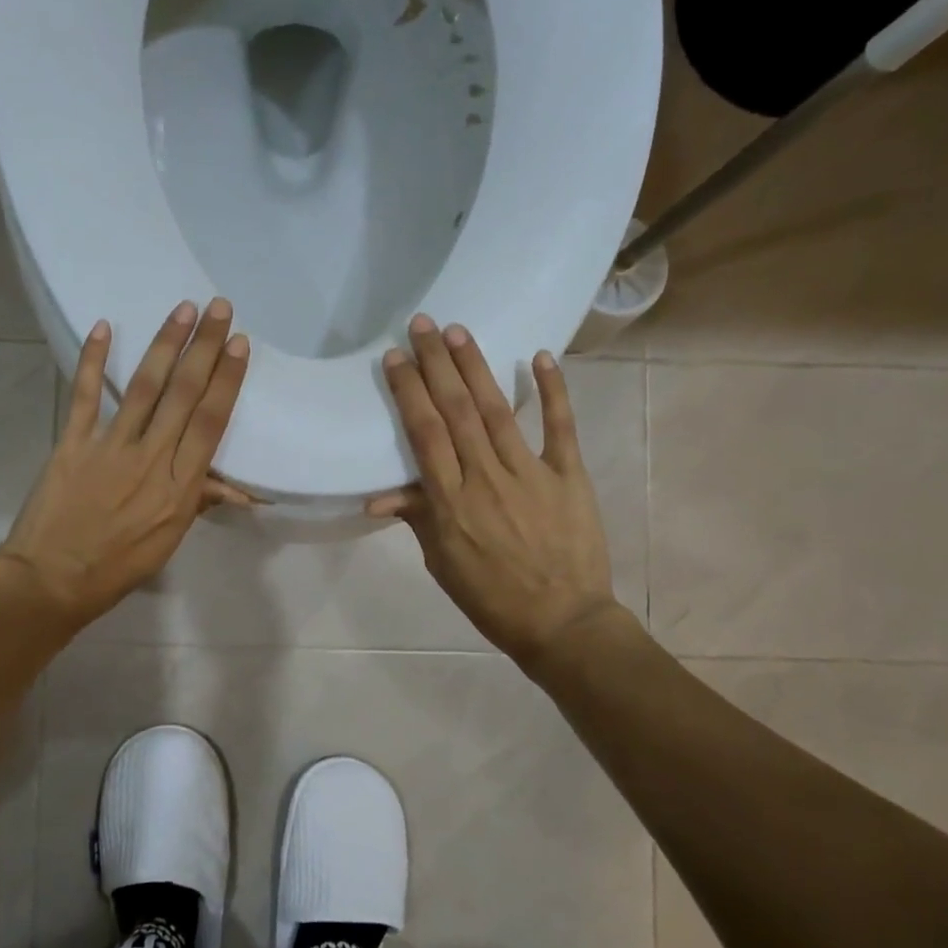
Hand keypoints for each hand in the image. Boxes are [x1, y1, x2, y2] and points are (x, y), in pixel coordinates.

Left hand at [0, 298, 251, 632]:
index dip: (226, 380)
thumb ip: (197, 501)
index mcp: (180, 487)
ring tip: (182, 310)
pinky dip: (92, 360)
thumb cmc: (117, 566)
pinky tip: (104, 328)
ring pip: (143, 387)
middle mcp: (151, 459)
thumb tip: (235, 486)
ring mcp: (110, 447)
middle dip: (204, 348)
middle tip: (218, 307)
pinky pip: (85, 396)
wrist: (52, 581)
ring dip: (165, 345)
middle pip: (184, 395)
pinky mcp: (73, 443)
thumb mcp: (169, 540)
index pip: (210, 423)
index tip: (238, 344)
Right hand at [368, 315, 617, 667]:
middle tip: (423, 323)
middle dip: (436, 364)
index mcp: (450, 502)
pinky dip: (552, 392)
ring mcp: (530, 474)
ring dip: (476, 368)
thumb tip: (378, 496)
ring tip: (458, 332)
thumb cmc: (492, 597)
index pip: (424, 434)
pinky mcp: (568, 476)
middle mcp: (485, 478)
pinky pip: (560, 428)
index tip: (396, 357)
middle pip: (456, 411)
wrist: (562, 624)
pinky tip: (540, 357)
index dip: (409, 391)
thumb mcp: (442, 563)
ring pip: (497, 411)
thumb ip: (417, 518)